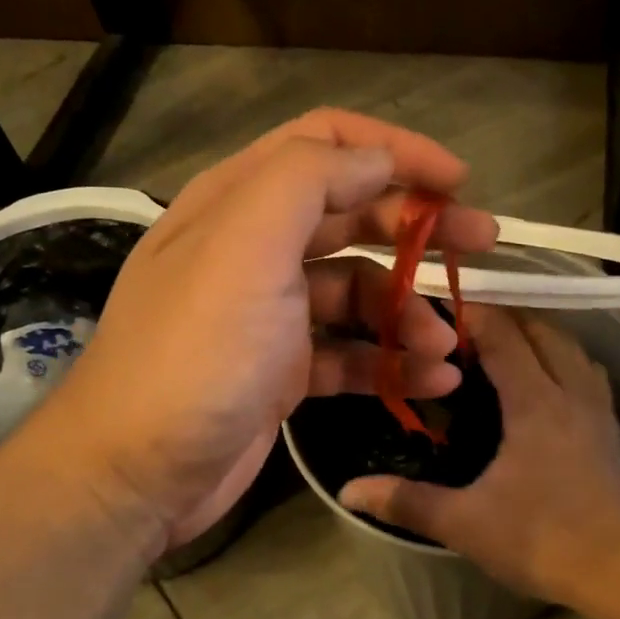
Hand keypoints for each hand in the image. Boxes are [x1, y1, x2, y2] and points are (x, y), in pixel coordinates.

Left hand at [25, 109, 497, 550]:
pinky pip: (351, 352)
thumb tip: (376, 159)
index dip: (394, 149)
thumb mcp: (246, 246)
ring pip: (358, 290)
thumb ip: (309, 181)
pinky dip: (392, 362)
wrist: (136, 474)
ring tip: (448, 346)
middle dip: (420, 227)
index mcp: (240, 202)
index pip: (326, 144)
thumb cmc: (196, 352)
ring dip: (408, 311)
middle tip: (483, 247)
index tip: (457, 179)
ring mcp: (270, 313)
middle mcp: (255, 248)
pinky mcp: (283, 371)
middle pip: (352, 215)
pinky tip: (432, 382)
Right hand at [338, 305, 619, 606]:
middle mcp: (570, 391)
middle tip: (460, 331)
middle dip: (503, 318)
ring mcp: (598, 410)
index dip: (471, 314)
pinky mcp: (613, 432)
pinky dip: (561, 362)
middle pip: (541, 330)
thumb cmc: (546, 539)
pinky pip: (586, 374)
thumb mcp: (466, 523)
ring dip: (537, 336)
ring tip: (501, 348)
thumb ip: (407, 502)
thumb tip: (347, 491)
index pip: (503, 334)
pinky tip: (546, 386)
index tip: (436, 309)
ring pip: (570, 349)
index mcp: (535, 400)